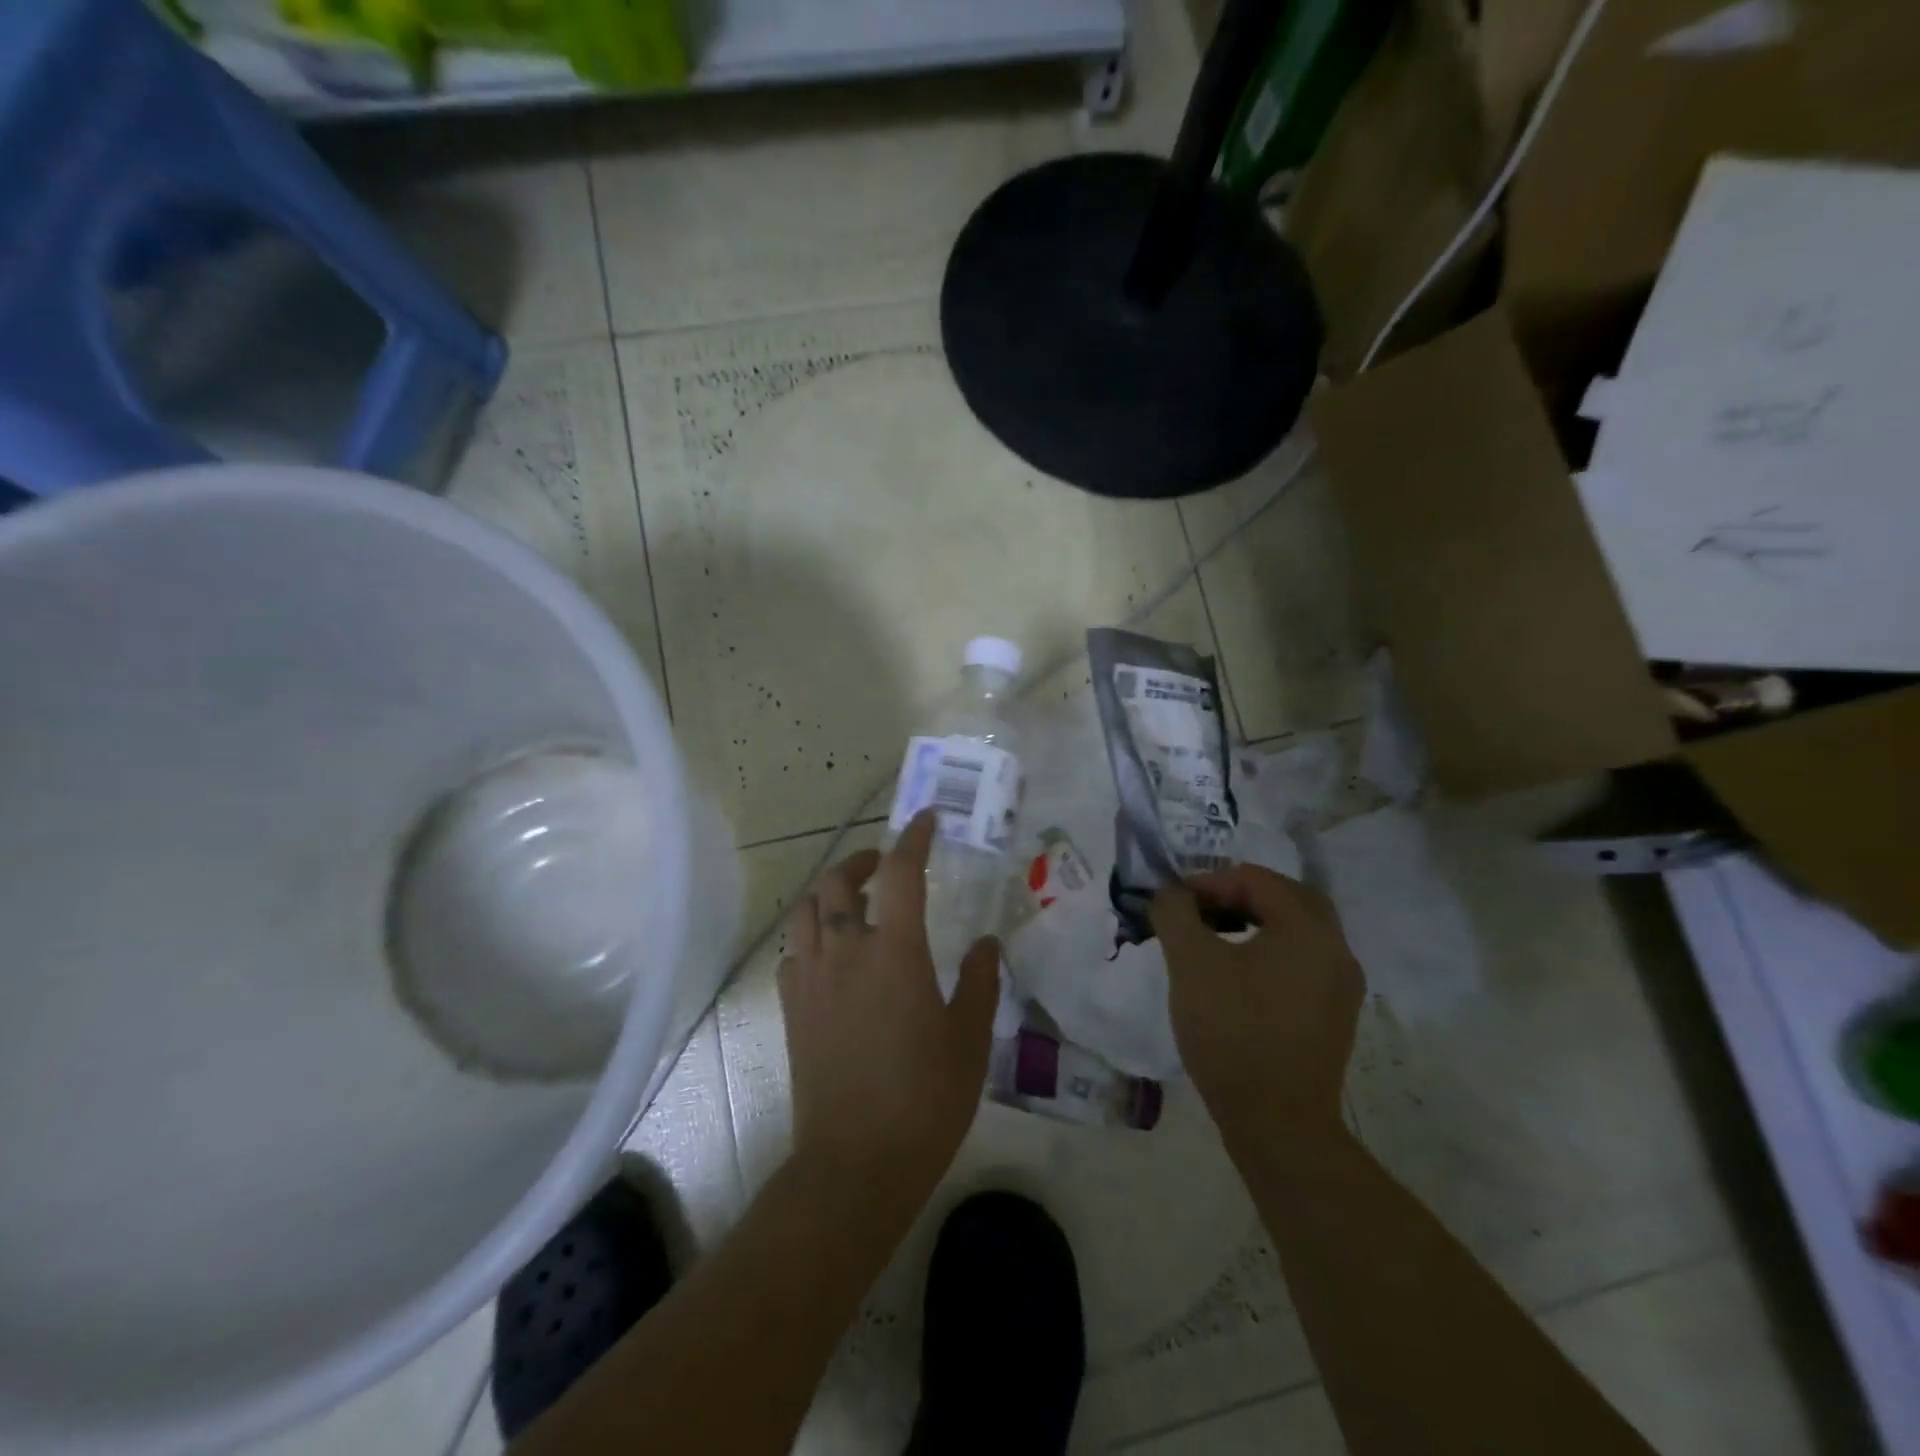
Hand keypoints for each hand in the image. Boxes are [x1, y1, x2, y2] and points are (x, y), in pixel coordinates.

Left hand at [778, 810, 999, 1200]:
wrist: (856, 1163)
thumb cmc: (925, 1098)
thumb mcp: (969, 1037)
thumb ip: (979, 981)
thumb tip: (986, 942)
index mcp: (895, 951)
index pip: (902, 873)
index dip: (914, 839)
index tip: (926, 820)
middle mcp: (846, 952)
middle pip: (839, 882)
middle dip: (862, 860)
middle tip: (884, 863)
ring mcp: (811, 979)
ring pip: (807, 911)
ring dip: (829, 893)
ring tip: (852, 901)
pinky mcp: (791, 1009)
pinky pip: (793, 953)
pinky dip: (811, 937)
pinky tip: (829, 955)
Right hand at [1151, 865, 1363, 1138]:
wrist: (1278, 1124)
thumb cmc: (1233, 1032)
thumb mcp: (1191, 963)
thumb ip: (1175, 914)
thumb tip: (1169, 894)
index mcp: (1309, 928)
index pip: (1257, 879)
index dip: (1209, 882)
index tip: (1175, 902)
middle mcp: (1337, 949)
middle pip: (1286, 899)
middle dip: (1238, 895)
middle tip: (1199, 909)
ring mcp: (1341, 986)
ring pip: (1296, 931)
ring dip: (1255, 922)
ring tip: (1212, 937)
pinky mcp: (1333, 1016)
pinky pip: (1301, 962)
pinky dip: (1269, 951)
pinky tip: (1236, 974)